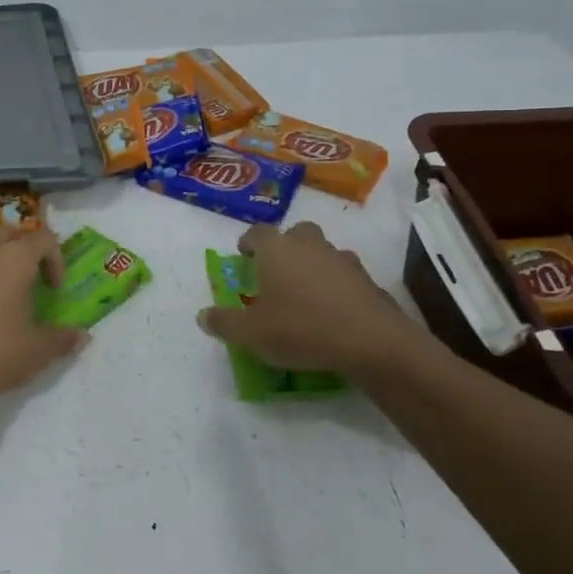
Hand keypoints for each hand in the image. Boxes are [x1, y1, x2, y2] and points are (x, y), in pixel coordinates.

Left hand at [0, 228, 87, 415]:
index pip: (43, 239)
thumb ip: (63, 339)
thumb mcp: (38, 351)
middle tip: (35, 278)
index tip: (55, 289)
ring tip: (9, 289)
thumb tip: (83, 337)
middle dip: (27, 249)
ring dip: (1, 258)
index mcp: (14, 259)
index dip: (56, 259)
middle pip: (11, 233)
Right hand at [196, 221, 420, 375]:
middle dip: (285, 247)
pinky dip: (337, 286)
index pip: (258, 232)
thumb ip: (224, 322)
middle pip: (296, 233)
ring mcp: (343, 259)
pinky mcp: (368, 280)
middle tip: (277, 271)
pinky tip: (334, 311)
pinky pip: (345, 275)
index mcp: (277, 250)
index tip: (243, 255)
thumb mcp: (251, 333)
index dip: (248, 242)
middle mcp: (309, 245)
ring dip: (313, 265)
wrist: (370, 341)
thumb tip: (202, 316)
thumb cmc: (300, 329)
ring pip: (323, 252)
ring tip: (306, 294)